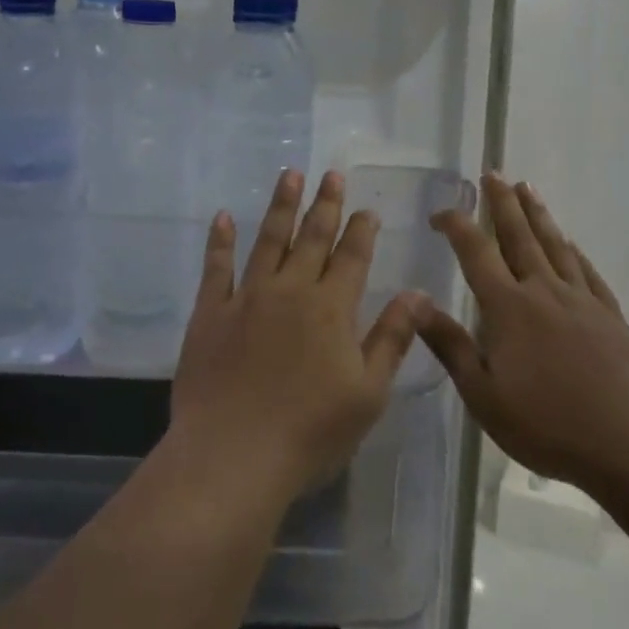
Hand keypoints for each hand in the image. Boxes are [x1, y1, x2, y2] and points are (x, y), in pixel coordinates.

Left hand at [170, 169, 421, 502]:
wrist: (233, 455)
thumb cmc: (310, 431)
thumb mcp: (368, 392)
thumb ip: (392, 338)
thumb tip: (417, 293)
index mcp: (331, 308)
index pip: (352, 257)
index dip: (361, 230)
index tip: (367, 209)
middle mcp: (290, 290)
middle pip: (312, 237)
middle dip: (325, 204)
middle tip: (331, 174)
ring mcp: (247, 297)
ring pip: (268, 239)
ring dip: (281, 206)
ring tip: (290, 175)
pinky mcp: (211, 312)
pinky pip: (216, 266)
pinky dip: (220, 240)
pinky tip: (223, 216)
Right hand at [414, 174, 628, 499]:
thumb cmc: (549, 424)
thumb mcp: (484, 395)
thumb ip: (450, 345)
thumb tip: (415, 301)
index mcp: (509, 307)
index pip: (476, 252)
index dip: (456, 225)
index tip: (441, 212)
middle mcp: (544, 291)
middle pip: (519, 236)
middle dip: (503, 203)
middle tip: (494, 173)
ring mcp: (582, 301)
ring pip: (555, 245)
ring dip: (539, 215)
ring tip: (529, 188)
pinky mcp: (611, 317)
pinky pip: (588, 272)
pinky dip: (576, 252)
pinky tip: (572, 243)